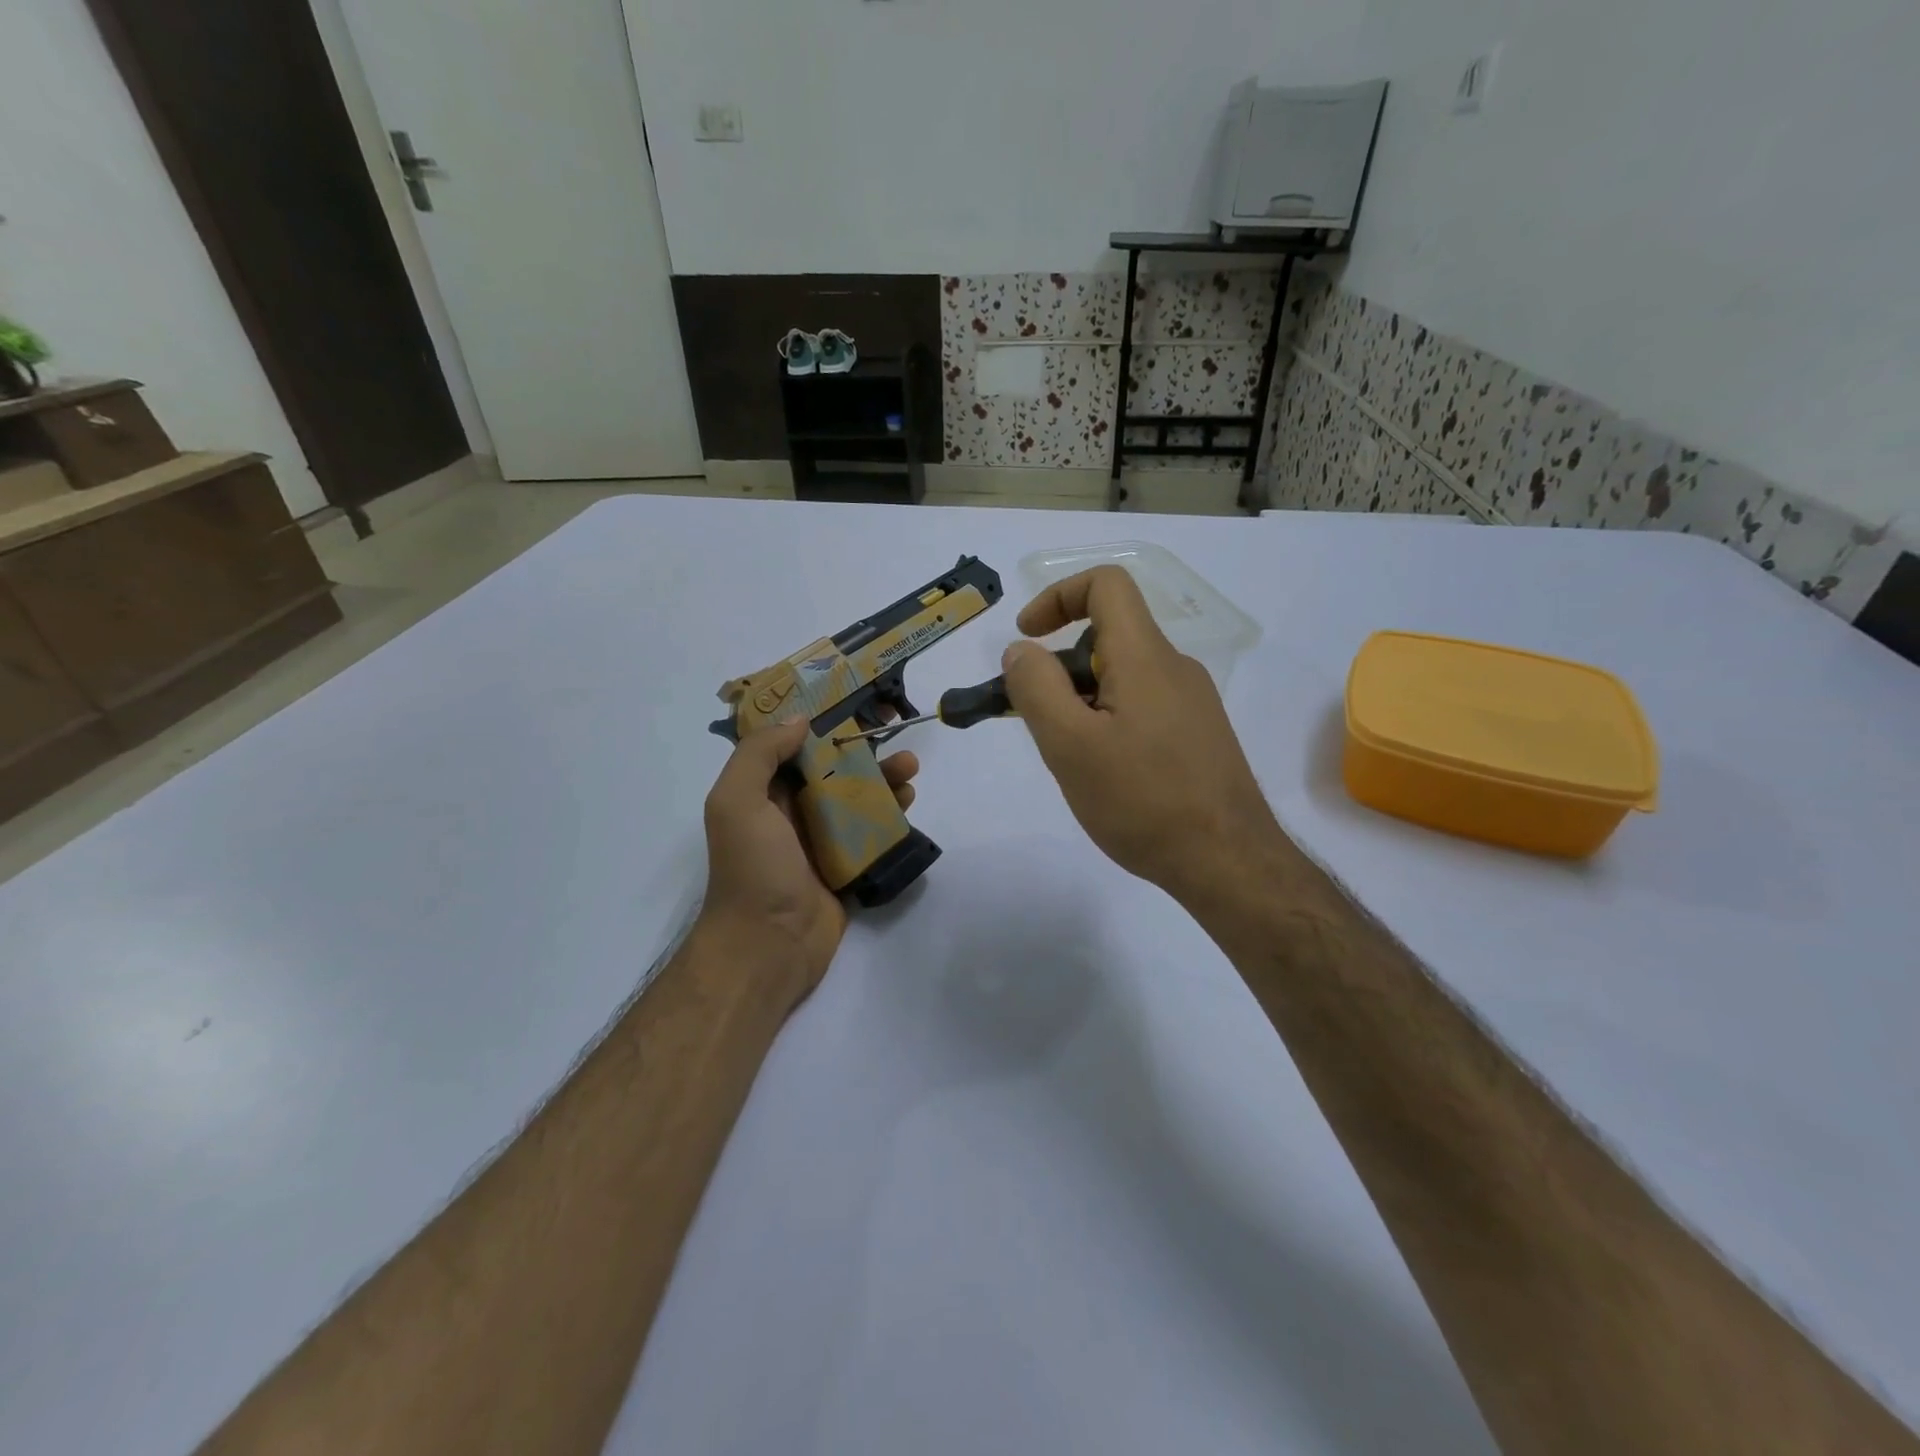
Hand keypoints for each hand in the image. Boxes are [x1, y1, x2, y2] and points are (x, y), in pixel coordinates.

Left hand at [697, 716, 920, 1006]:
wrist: (769, 946)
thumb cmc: (752, 868)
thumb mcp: (736, 802)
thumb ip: (759, 755)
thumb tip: (799, 721)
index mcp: (762, 795)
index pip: (793, 749)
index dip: (822, 726)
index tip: (854, 707)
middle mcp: (790, 813)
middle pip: (832, 772)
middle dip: (863, 753)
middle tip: (895, 738)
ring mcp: (821, 842)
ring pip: (857, 800)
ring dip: (883, 781)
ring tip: (910, 770)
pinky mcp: (846, 867)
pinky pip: (871, 834)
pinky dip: (890, 817)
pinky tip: (908, 804)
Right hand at [1001, 566, 1286, 906]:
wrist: (1228, 863)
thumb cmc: (1143, 801)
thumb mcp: (1070, 745)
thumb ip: (1036, 688)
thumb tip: (1021, 650)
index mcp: (1145, 656)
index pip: (1106, 584)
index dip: (1058, 596)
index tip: (1027, 639)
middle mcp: (1175, 667)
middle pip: (1109, 636)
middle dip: (1061, 668)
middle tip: (1039, 724)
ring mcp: (1193, 703)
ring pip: (1124, 676)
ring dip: (1083, 700)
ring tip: (1072, 760)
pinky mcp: (1200, 735)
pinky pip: (1143, 706)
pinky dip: (1109, 721)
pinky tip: (1107, 775)